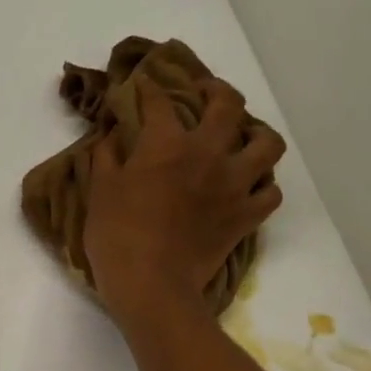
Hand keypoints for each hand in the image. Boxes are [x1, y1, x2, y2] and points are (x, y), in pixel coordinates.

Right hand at [83, 78, 285, 323]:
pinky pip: (271, 193)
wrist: (151, 285)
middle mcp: (208, 154)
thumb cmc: (117, 237)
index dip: (150, 89)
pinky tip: (250, 187)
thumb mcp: (99, 193)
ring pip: (267, 144)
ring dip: (257, 134)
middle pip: (228, 105)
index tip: (143, 85)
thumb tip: (112, 134)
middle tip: (206, 94)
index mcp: (167, 145)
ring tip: (245, 137)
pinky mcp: (246, 216)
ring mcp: (234, 184)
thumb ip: (106, 157)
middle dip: (216, 90)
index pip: (160, 102)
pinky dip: (263, 186)